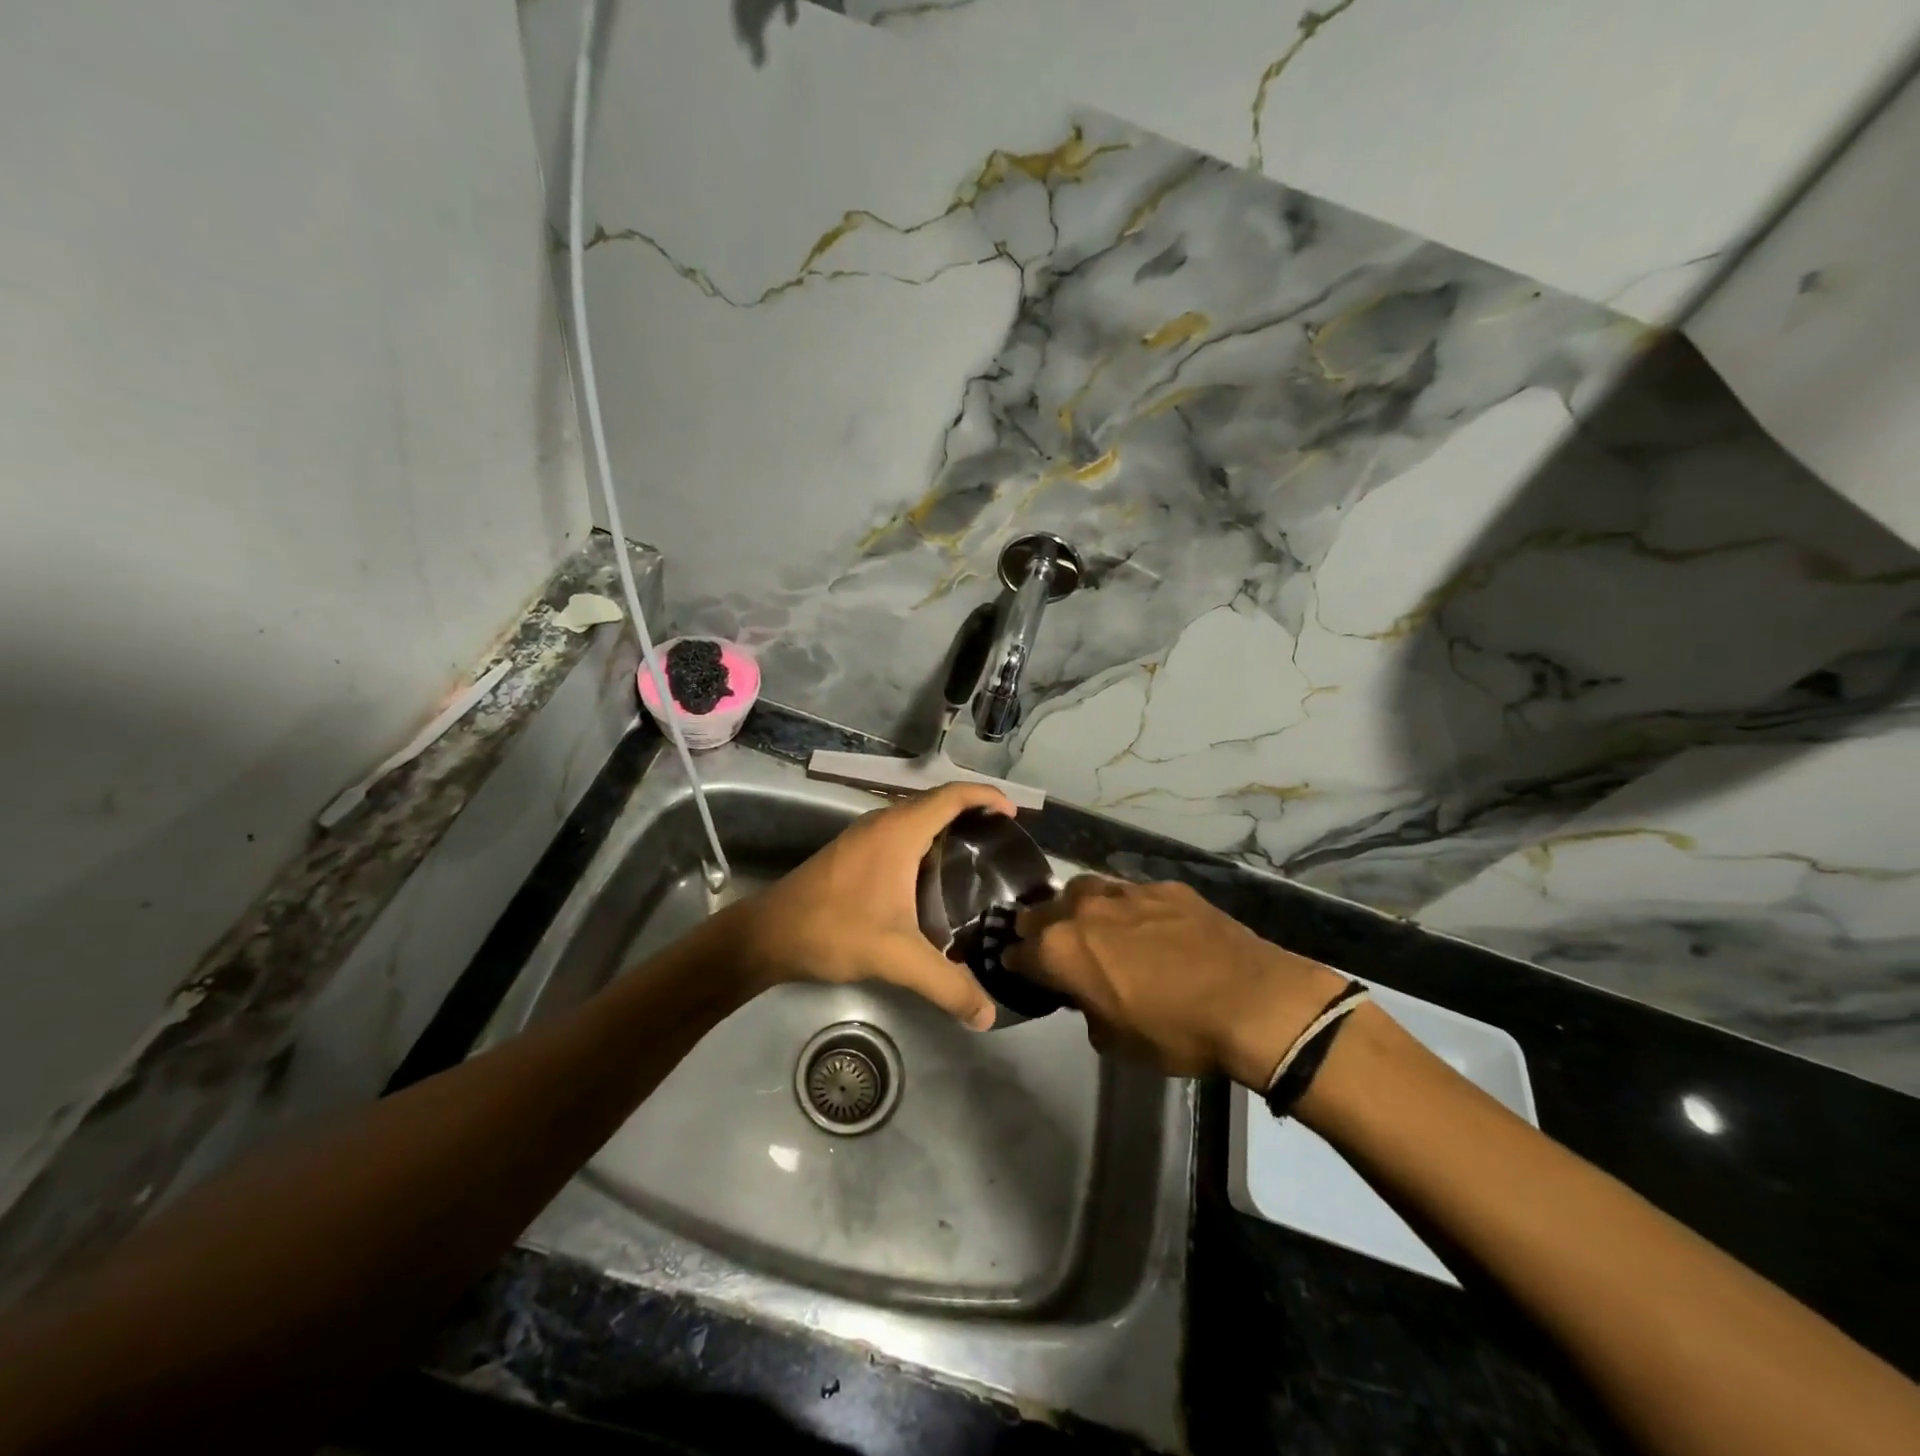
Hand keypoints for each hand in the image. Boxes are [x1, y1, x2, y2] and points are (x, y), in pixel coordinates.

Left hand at [735, 782, 1013, 1028]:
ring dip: (947, 828)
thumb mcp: (897, 958)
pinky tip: (934, 880)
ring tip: (977, 861)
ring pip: (916, 818)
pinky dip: (926, 843)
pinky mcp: (853, 851)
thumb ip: (946, 985)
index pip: (952, 796)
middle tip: (1003, 845)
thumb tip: (987, 1015)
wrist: (768, 935)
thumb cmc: (835, 930)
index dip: (986, 798)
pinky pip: (901, 833)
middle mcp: (884, 823)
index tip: (1014, 816)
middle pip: (937, 802)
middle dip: (973, 814)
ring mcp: (865, 835)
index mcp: (900, 831)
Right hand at [1005, 877, 1348, 1085]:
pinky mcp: (1163, 887)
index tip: (1024, 973)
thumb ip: (1087, 1009)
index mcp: (1061, 949)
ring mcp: (1125, 891)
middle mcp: (1083, 909)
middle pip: (1041, 911)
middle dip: (1039, 930)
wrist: (1252, 1001)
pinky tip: (1147, 928)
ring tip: (1095, 929)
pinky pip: (1129, 893)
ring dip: (1079, 910)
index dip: (1018, 965)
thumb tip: (1088, 994)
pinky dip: (1125, 909)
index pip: (1018, 952)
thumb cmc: (1175, 1032)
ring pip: (1083, 890)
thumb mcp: (1114, 1042)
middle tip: (1055, 951)